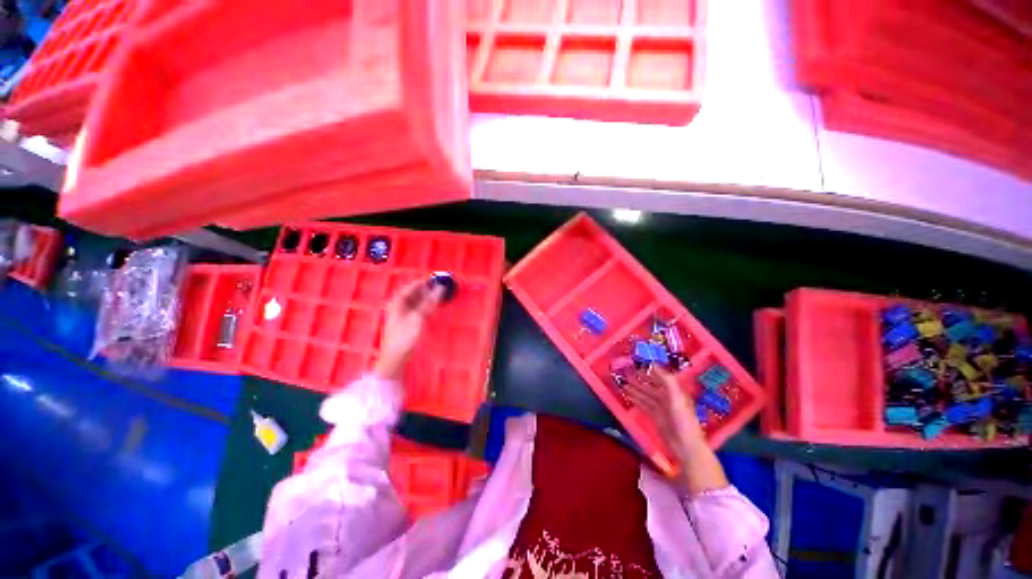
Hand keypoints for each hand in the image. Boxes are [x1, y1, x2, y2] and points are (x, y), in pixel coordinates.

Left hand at [373, 280, 443, 379]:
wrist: (395, 358)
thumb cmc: (404, 337)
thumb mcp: (418, 318)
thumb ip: (430, 302)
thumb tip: (441, 287)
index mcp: (398, 301)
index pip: (414, 285)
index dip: (427, 281)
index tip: (441, 280)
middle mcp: (399, 304)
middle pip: (416, 292)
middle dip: (430, 289)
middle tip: (445, 288)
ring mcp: (403, 312)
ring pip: (419, 300)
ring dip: (430, 297)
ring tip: (443, 296)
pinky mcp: (408, 320)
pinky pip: (419, 308)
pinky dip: (428, 305)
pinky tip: (436, 306)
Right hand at [624, 367, 704, 461]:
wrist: (687, 447)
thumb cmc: (684, 421)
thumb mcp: (677, 399)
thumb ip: (668, 381)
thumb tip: (654, 365)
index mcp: (675, 392)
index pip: (661, 378)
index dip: (650, 371)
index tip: (638, 364)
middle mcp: (668, 398)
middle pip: (651, 386)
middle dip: (640, 379)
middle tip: (626, 373)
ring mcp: (661, 408)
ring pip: (646, 395)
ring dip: (635, 389)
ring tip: (623, 383)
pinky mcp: (656, 417)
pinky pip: (644, 404)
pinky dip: (636, 399)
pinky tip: (627, 395)